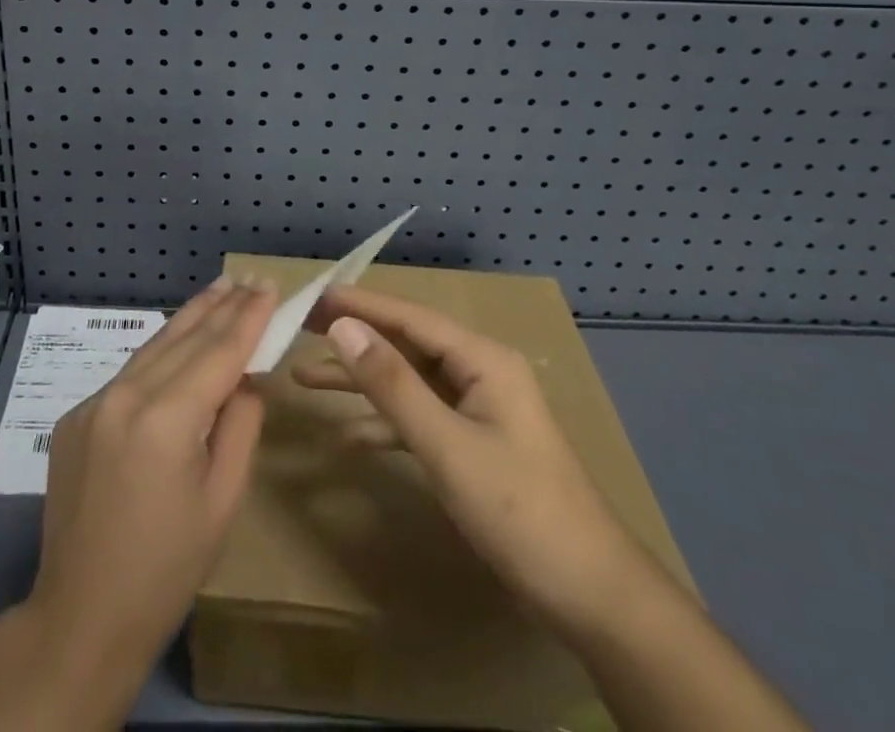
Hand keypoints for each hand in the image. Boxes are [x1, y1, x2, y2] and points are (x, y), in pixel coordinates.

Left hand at [33, 275, 277, 666]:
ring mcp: (93, 403)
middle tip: (248, 278)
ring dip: (190, 319)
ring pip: (153, 347)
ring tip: (219, 291)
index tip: (269, 286)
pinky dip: (160, 354)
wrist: (80, 618)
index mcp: (166, 419)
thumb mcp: (222, 501)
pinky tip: (178, 344)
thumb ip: (240, 426)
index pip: (219, 352)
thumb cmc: (166, 570)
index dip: (248, 318)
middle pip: (184, 338)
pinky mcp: (76, 416)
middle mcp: (125, 396)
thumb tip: (244, 378)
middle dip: (221, 306)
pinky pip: (129, 374)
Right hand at [296, 284, 645, 632]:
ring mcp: (478, 410)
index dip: (358, 304)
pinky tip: (347, 438)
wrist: (594, 597)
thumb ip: (392, 384)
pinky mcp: (474, 445)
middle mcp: (479, 373)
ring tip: (304, 377)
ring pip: (408, 382)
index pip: (408, 316)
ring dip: (360, 382)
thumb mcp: (447, 445)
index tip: (311, 296)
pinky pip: (420, 419)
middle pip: (405, 344)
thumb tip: (342, 326)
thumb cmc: (520, 510)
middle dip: (354, 337)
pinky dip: (384, 424)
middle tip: (300, 328)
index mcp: (482, 359)